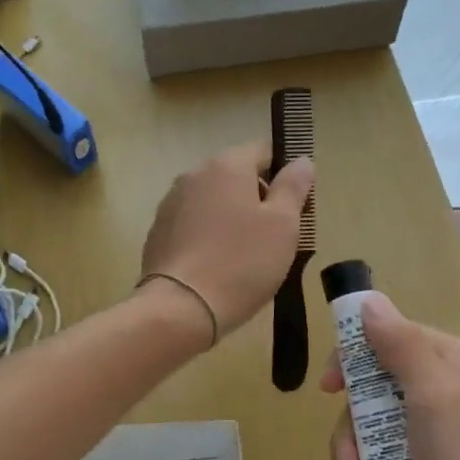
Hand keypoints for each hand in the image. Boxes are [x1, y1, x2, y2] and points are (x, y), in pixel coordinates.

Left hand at [139, 141, 312, 339]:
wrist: (181, 308)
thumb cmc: (241, 263)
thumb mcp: (283, 225)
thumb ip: (293, 187)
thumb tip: (301, 160)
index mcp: (226, 166)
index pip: (262, 151)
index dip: (283, 174)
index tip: (293, 207)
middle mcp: (194, 175)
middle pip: (236, 176)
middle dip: (257, 198)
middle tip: (274, 237)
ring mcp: (171, 203)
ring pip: (213, 201)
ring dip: (231, 218)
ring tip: (245, 256)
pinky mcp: (158, 232)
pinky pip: (193, 224)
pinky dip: (208, 236)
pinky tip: (217, 266)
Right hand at [325, 292, 459, 459]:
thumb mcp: (434, 396)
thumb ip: (402, 344)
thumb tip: (370, 300)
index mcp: (456, 360)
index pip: (393, 335)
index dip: (355, 356)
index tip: (329, 388)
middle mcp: (455, 386)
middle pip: (384, 380)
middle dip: (356, 416)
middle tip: (342, 452)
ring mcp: (452, 428)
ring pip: (386, 418)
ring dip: (360, 446)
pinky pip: (399, 449)